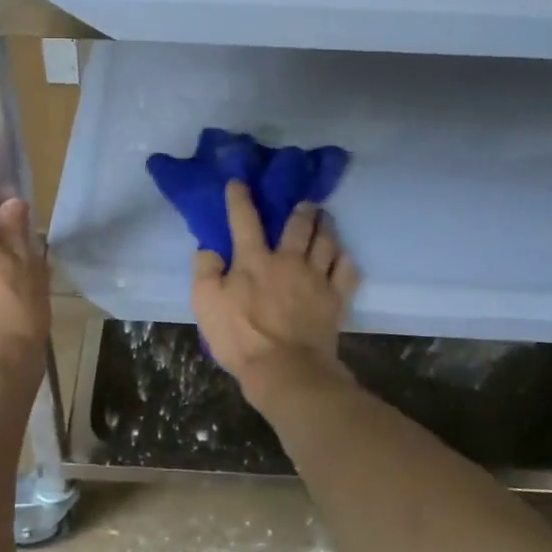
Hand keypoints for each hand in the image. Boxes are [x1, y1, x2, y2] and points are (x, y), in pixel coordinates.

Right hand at [191, 180, 360, 410]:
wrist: (286, 370)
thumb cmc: (241, 338)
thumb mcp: (205, 304)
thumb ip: (205, 271)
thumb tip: (209, 249)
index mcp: (253, 260)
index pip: (244, 220)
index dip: (240, 198)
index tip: (240, 182)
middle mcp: (287, 260)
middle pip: (298, 226)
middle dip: (301, 210)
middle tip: (305, 202)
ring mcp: (315, 278)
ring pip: (325, 242)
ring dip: (325, 227)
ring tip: (325, 219)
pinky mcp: (335, 299)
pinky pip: (347, 271)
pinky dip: (345, 260)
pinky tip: (343, 256)